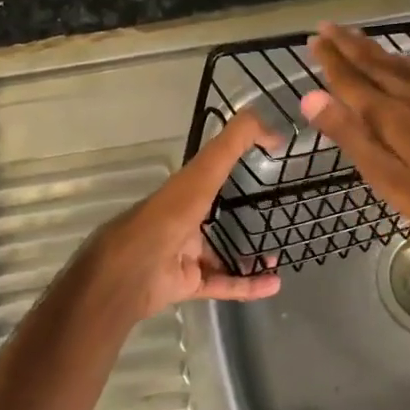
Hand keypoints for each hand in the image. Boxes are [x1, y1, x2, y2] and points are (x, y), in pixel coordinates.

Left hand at [69, 110, 282, 323]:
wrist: (132, 271)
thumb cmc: (168, 215)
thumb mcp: (203, 171)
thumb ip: (233, 144)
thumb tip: (271, 125)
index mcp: (184, 190)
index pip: (212, 172)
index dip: (236, 164)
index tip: (266, 164)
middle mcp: (183, 219)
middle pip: (216, 216)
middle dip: (243, 216)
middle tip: (275, 217)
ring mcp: (184, 253)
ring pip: (221, 254)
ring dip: (248, 255)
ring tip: (277, 254)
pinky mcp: (188, 283)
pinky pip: (223, 284)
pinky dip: (247, 285)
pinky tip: (273, 284)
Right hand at [298, 22, 409, 254]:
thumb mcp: (386, 176)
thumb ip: (349, 135)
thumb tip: (310, 97)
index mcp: (389, 114)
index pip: (351, 79)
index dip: (330, 60)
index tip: (313, 40)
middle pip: (373, 63)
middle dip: (347, 44)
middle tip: (326, 26)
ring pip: (396, 63)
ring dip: (372, 47)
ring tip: (355, 34)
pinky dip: (400, 58)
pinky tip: (402, 58)